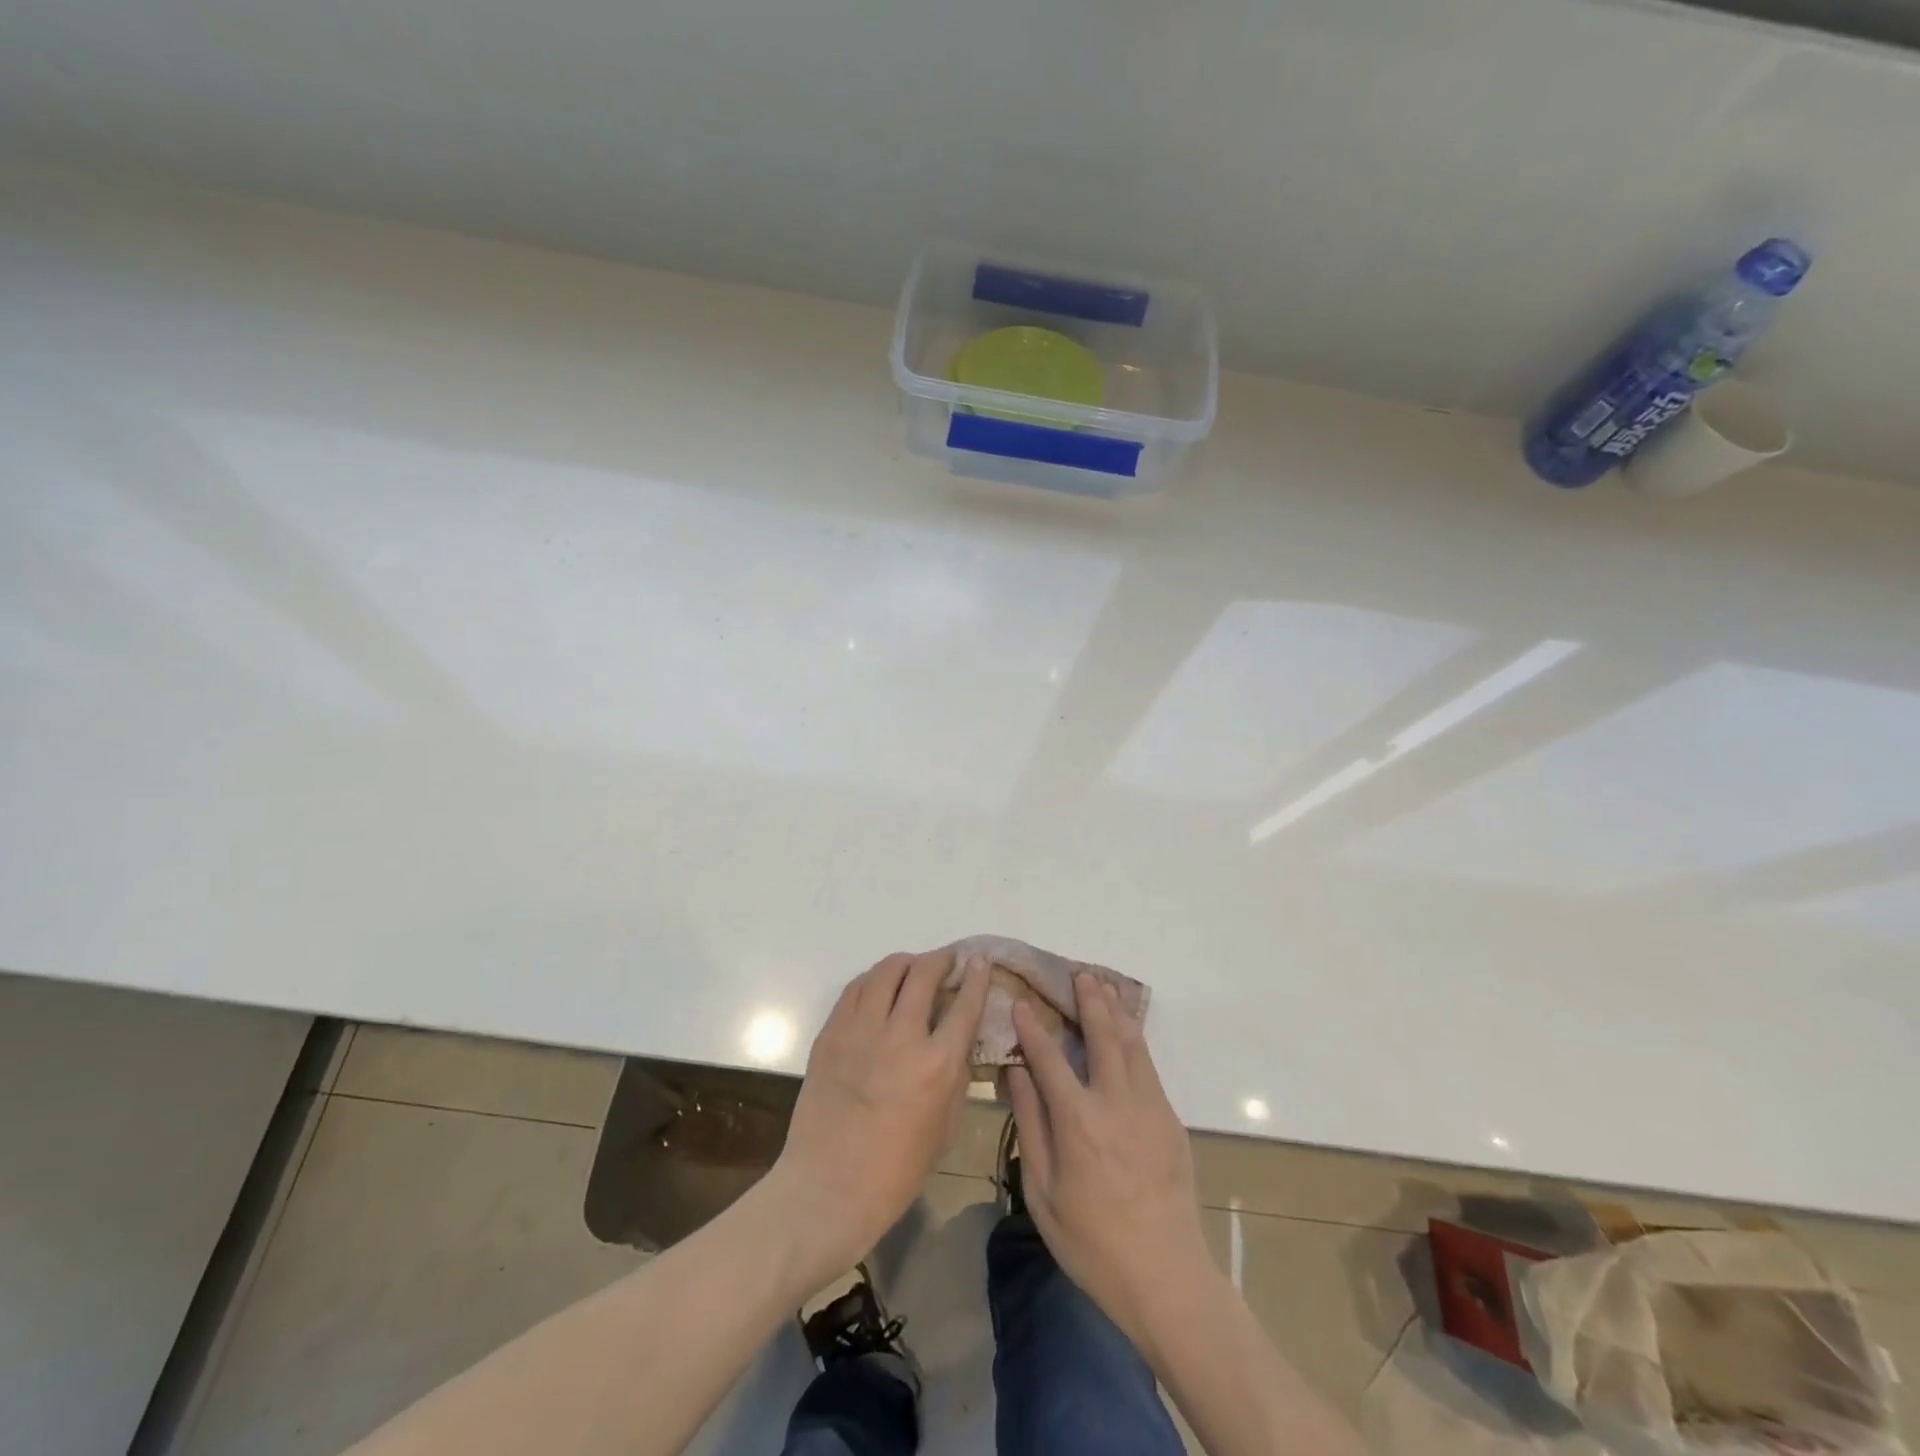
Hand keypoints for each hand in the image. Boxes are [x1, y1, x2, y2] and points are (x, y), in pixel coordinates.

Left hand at [768, 949, 988, 1280]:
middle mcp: (901, 1036)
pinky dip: (873, 980)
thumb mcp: (945, 1127)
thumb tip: (958, 1042)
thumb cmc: (896, 1170)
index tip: (979, 961)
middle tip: (946, 962)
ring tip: (912, 969)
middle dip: (941, 959)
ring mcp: (861, 1031)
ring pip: (886, 971)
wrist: (828, 1188)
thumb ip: (956, 1076)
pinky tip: (878, 988)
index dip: (976, 976)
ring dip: (905, 963)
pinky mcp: (831, 1034)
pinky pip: (855, 989)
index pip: (964, 1004)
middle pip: (924, 974)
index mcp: (937, 1065)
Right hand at [1006, 973, 1213, 1349]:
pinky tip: (1128, 1029)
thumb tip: (1016, 1073)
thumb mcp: (1043, 1190)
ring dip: (1117, 1011)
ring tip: (1106, 986)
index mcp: (1079, 1121)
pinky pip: (1149, 1065)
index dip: (1034, 1027)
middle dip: (1089, 1000)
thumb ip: (1030, 1125)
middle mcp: (1116, 1102)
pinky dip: (1136, 1038)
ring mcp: (1149, 1107)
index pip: (1050, 1058)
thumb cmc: (1091, 1241)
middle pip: (1102, 1036)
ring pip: (1132, 1044)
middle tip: (1080, 973)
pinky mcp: (1170, 1120)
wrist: (1165, 1276)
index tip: (1023, 1001)